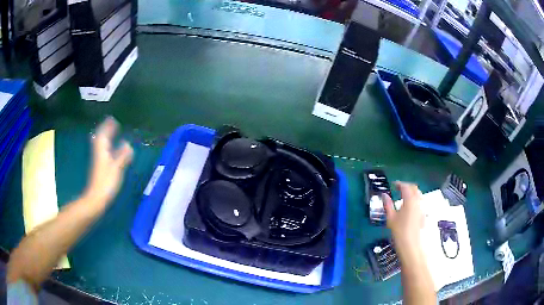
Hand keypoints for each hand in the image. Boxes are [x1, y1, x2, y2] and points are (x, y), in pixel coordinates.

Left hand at [83, 117, 133, 205]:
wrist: (96, 198)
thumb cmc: (106, 183)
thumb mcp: (116, 169)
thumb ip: (122, 155)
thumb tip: (128, 143)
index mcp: (102, 151)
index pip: (103, 135)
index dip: (108, 127)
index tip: (113, 119)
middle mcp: (98, 153)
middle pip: (100, 137)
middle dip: (105, 129)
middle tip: (112, 124)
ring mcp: (98, 160)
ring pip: (100, 144)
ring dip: (105, 136)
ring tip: (111, 132)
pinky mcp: (99, 167)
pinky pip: (102, 150)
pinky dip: (106, 146)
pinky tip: (109, 149)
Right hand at [382, 182, 424, 254]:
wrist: (412, 246)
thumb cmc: (399, 232)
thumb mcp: (391, 218)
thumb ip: (388, 204)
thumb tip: (384, 195)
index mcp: (410, 199)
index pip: (405, 186)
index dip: (399, 184)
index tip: (393, 184)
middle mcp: (419, 200)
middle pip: (414, 188)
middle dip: (407, 186)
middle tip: (399, 189)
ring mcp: (423, 207)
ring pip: (419, 194)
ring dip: (412, 192)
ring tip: (404, 197)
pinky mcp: (425, 214)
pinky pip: (421, 201)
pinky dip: (415, 200)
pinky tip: (410, 207)